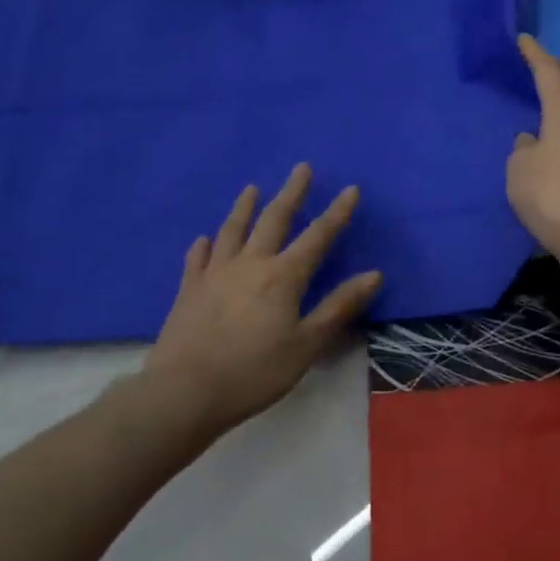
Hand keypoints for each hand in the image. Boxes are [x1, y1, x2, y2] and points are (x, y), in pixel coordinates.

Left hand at [142, 165, 382, 437]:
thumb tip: (374, 274)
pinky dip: (204, 246)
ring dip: (244, 208)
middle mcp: (250, 264)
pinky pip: (197, 259)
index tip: (350, 189)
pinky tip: (204, 239)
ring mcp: (215, 274)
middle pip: (274, 220)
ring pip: (233, 231)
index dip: (337, 212)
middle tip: (300, 168)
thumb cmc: (254, 372)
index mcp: (283, 276)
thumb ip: (339, 307)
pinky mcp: (189, 290)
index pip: (317, 236)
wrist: (185, 392)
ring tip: (251, 188)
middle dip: (291, 193)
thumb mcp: (307, 344)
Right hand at [507, 34, 559, 254]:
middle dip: (544, 93)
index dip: (536, 56)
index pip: (551, 74)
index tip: (524, 40)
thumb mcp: (520, 168)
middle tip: (523, 87)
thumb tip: (532, 143)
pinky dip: (555, 156)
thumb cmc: (553, 193)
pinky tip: (540, 170)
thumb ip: (522, 149)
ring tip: (526, 135)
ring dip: (550, 130)